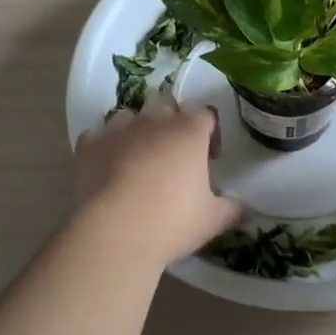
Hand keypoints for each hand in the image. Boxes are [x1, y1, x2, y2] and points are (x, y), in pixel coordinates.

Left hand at [72, 97, 240, 264]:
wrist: (115, 231)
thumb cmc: (172, 221)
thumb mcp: (211, 220)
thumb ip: (232, 210)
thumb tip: (246, 211)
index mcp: (189, 130)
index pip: (205, 114)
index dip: (210, 132)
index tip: (209, 158)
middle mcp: (154, 120)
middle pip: (165, 103)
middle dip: (171, 121)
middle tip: (173, 153)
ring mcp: (118, 128)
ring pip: (130, 115)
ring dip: (136, 130)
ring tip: (138, 159)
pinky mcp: (89, 143)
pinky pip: (99, 135)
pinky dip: (105, 146)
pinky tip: (107, 169)